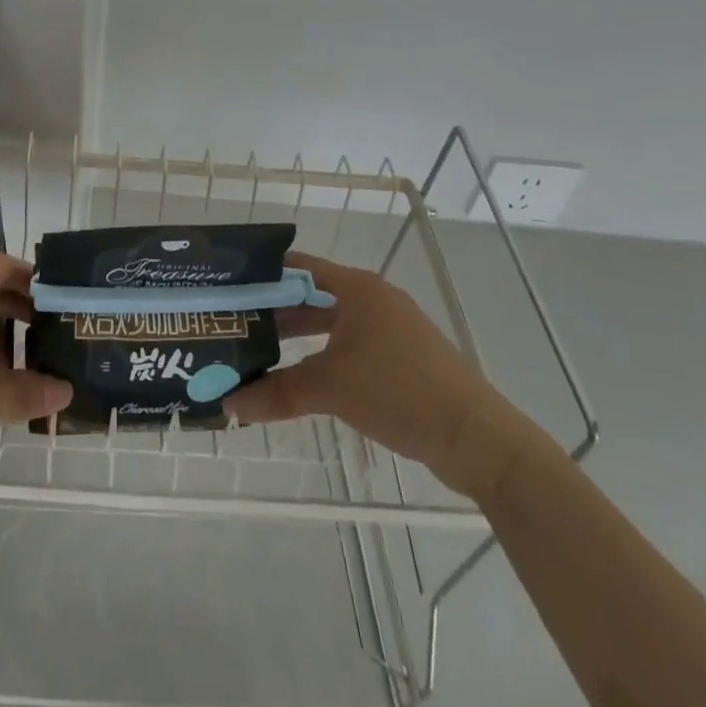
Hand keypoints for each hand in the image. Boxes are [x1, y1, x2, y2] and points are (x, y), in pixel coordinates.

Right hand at [225, 252, 515, 494]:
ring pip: (330, 322)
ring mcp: (390, 328)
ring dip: (297, 335)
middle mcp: (372, 298)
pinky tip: (300, 375)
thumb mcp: (331, 389)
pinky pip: (349, 344)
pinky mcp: (401, 357)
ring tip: (257, 350)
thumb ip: (277, 393)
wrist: (477, 439)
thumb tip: (229, 406)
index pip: (296, 267)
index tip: (228, 289)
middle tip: (235, 324)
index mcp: (356, 288)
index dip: (261, 276)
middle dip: (274, 310)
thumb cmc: (400, 392)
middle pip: (311, 295)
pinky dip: (321, 354)